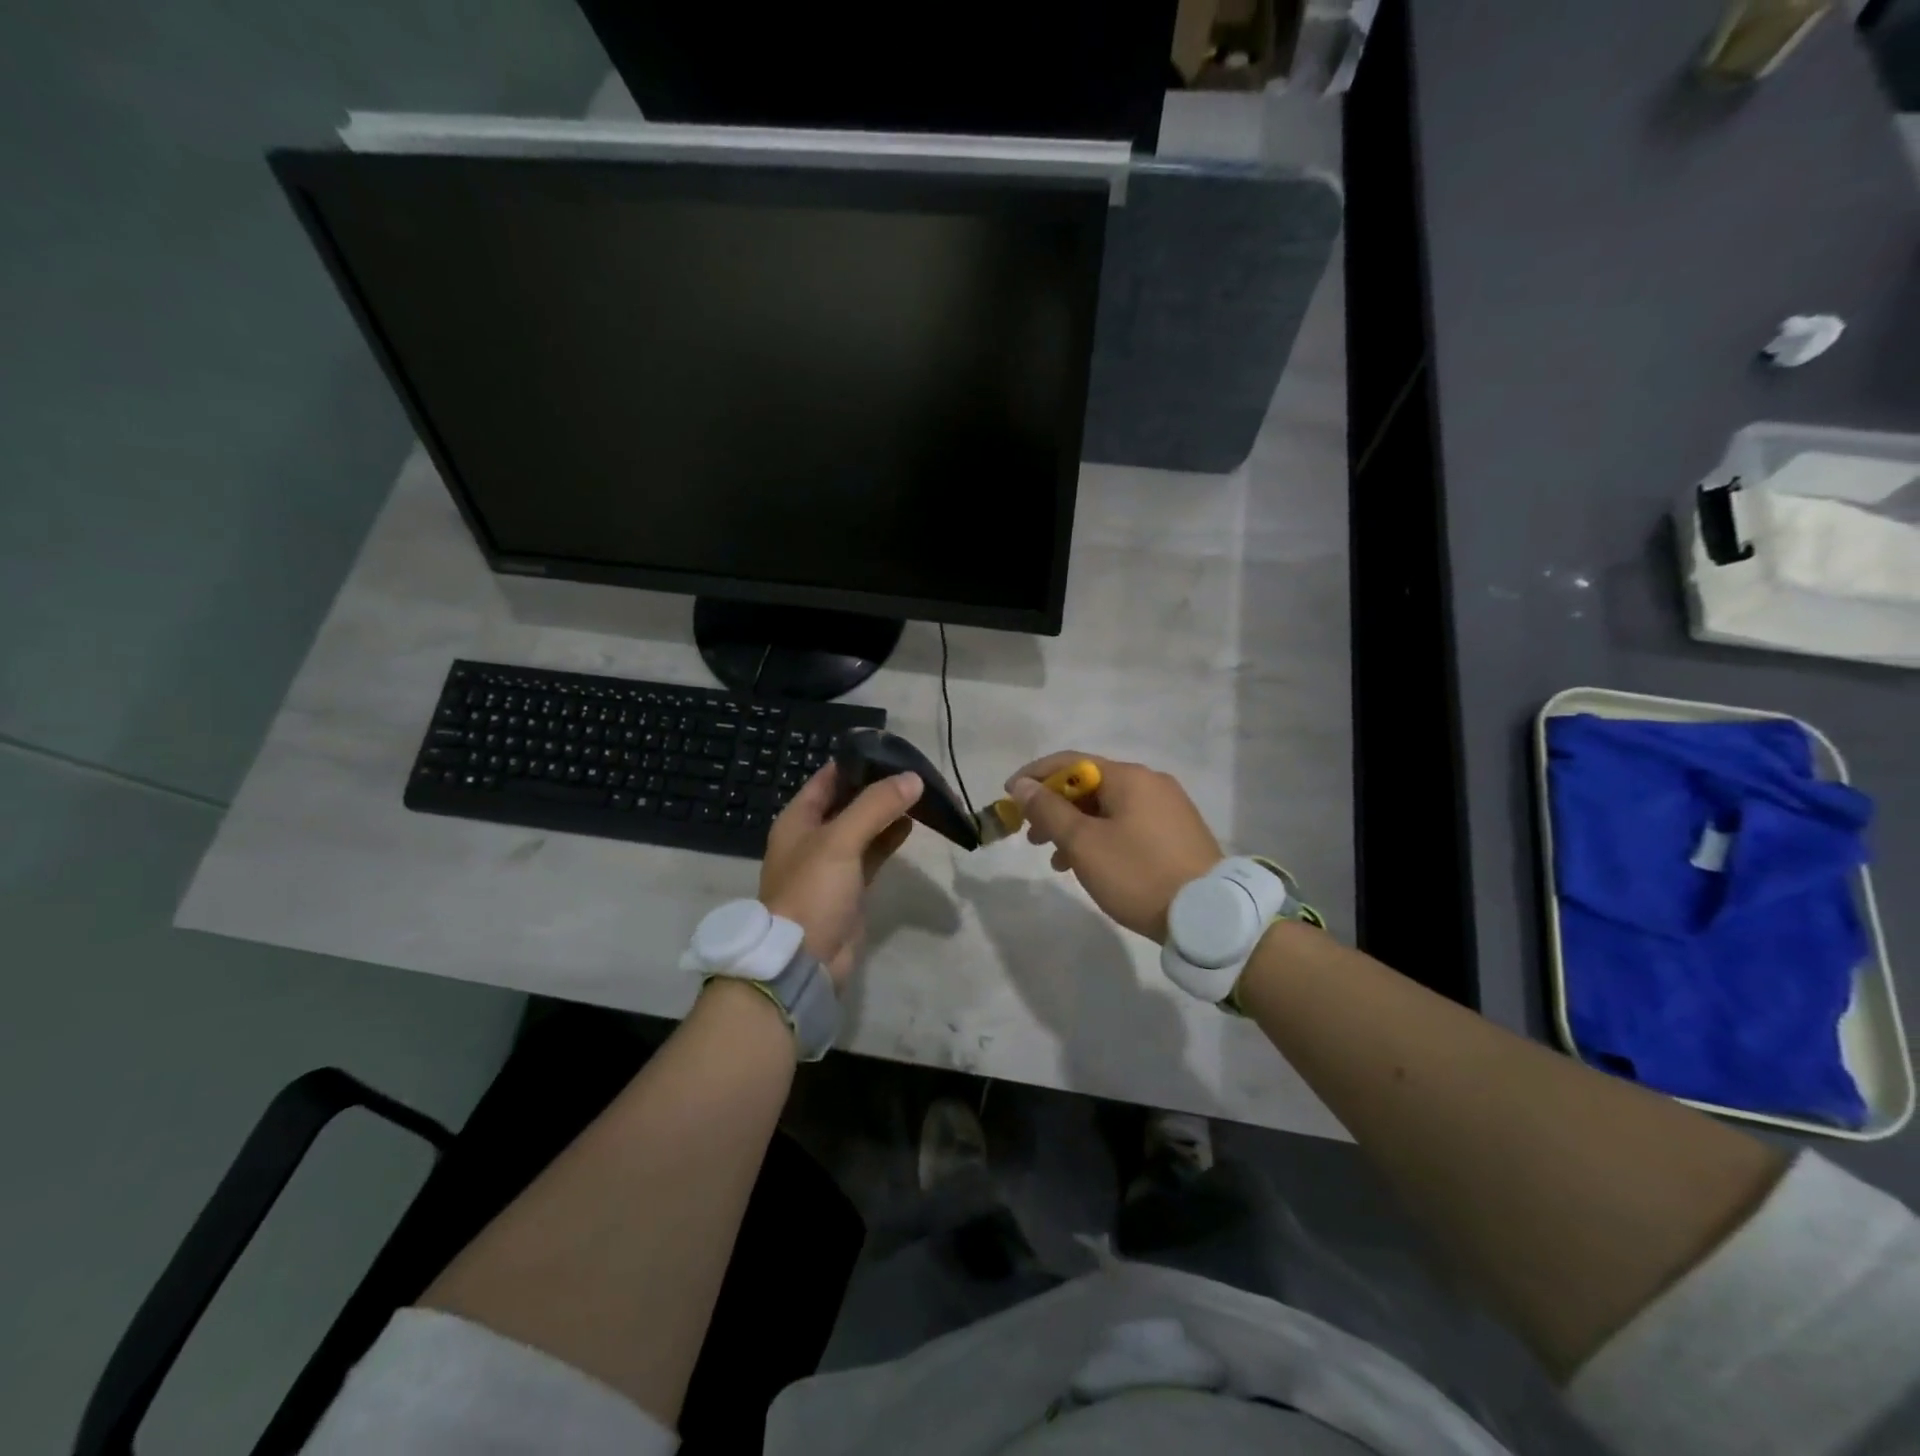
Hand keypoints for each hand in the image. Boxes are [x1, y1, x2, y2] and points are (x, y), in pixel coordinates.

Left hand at [760, 764, 920, 987]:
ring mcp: (832, 864)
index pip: (828, 778)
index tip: (892, 750)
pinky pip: (872, 853)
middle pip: (848, 801)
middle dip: (878, 786)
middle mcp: (813, 837)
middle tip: (914, 770)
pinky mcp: (851, 887)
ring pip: (864, 827)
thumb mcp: (840, 841)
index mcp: (798, 820)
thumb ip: (875, 806)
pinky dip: (890, 838)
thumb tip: (913, 778)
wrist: (804, 961)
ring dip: (887, 812)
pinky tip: (912, 824)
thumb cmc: (812, 892)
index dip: (857, 762)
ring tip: (920, 793)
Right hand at [1008, 752, 1221, 942]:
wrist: (1208, 915)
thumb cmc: (1138, 873)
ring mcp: (1169, 807)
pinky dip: (1101, 837)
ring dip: (1076, 827)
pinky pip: (1128, 824)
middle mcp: (1151, 783)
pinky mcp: (1177, 833)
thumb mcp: (1084, 844)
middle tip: (1030, 836)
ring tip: (1056, 860)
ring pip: (1108, 808)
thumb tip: (1023, 785)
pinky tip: (1090, 865)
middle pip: (1090, 785)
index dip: (1035, 776)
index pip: (1070, 762)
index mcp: (1129, 777)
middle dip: (1054, 808)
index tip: (1008, 796)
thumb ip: (1049, 810)